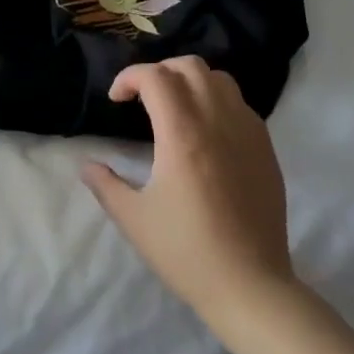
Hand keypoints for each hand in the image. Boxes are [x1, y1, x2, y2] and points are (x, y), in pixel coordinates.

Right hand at [83, 56, 296, 319]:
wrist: (251, 287)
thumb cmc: (187, 252)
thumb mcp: (134, 219)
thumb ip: (105, 185)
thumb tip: (86, 166)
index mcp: (182, 134)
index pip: (155, 76)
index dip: (129, 77)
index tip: (116, 100)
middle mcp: (217, 122)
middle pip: (190, 67)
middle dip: (160, 71)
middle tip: (142, 98)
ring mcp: (247, 133)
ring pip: (220, 79)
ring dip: (191, 81)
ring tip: (175, 107)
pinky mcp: (266, 149)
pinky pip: (240, 105)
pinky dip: (217, 101)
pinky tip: (205, 132)